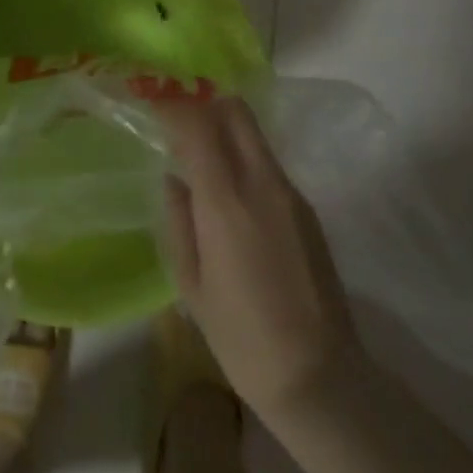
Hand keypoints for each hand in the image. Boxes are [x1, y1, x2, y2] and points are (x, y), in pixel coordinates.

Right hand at [155, 95, 363, 430]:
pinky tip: (228, 189)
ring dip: (224, 128)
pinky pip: (267, 162)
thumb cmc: (242, 339)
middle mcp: (262, 183)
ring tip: (197, 151)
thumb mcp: (192, 286)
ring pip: (253, 134)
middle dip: (204, 101)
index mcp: (227, 202)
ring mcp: (290, 193)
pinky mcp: (307, 208)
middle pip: (235, 111)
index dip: (173, 102)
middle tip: (177, 115)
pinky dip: (242, 155)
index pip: (198, 124)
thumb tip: (174, 179)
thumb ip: (179, 221)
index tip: (152, 95)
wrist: (320, 378)